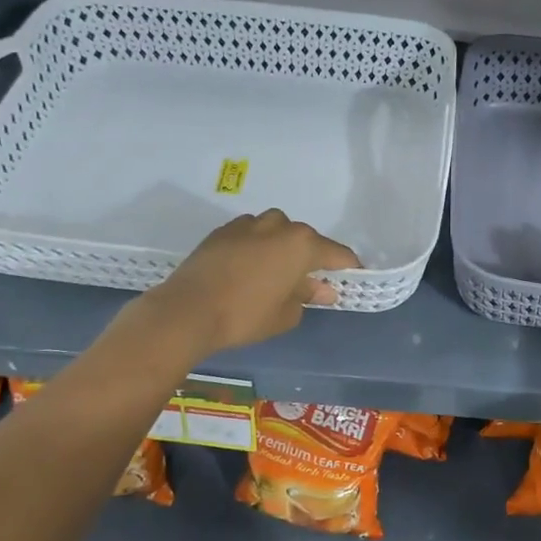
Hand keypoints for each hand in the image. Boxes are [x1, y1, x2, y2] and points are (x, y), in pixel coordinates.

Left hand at [144, 210, 360, 357]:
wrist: (188, 310)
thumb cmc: (246, 315)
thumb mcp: (285, 314)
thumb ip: (307, 296)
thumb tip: (321, 289)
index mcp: (302, 244)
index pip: (337, 254)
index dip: (348, 267)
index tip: (353, 278)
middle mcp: (279, 226)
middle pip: (306, 238)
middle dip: (311, 257)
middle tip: (309, 281)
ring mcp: (248, 225)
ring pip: (276, 230)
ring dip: (282, 246)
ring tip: (276, 271)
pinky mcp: (222, 231)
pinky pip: (251, 234)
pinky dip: (256, 246)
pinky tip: (249, 267)